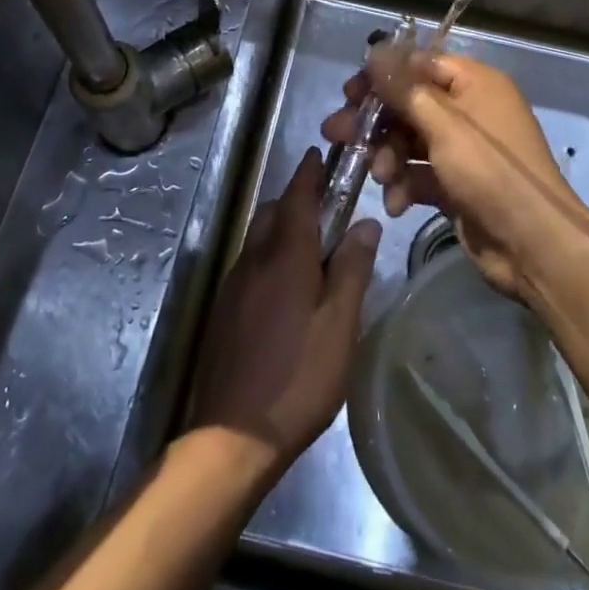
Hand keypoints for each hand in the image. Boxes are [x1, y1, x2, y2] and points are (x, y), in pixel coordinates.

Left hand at [188, 149, 381, 478]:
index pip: (297, 197)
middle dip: (296, 200)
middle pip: (272, 212)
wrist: (232, 435)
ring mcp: (233, 285)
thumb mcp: (340, 325)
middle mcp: (253, 259)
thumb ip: (352, 269)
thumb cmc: (298, 377)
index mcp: (285, 256)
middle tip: (327, 209)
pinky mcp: (223, 310)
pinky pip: (249, 264)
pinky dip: (268, 257)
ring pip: (257, 238)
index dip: (309, 173)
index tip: (319, 154)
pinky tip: (286, 290)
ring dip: (281, 229)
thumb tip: (366, 222)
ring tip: (311, 251)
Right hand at [321, 49, 588, 304]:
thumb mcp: (444, 126)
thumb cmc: (490, 172)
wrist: (534, 246)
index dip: (382, 76)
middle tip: (335, 133)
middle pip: (410, 103)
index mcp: (475, 84)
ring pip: (410, 140)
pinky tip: (395, 203)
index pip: (419, 65)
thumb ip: (405, 89)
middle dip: (375, 121)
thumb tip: (375, 52)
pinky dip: (404, 185)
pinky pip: (420, 174)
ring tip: (379, 175)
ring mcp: (464, 150)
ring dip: (387, 156)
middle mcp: (470, 111)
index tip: (349, 93)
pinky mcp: (457, 185)